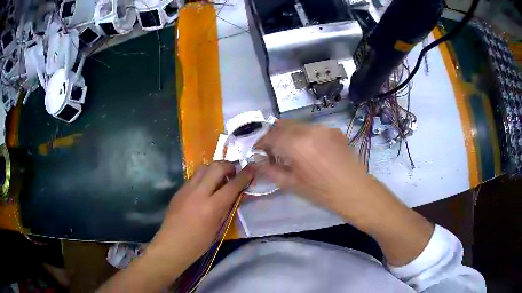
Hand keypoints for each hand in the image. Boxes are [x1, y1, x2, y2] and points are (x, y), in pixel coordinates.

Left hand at [99, 162, 254, 292]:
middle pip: (216, 167)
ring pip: (203, 168)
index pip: (232, 185)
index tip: (252, 168)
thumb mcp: (218, 228)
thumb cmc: (198, 243)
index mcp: (212, 207)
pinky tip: (205, 188)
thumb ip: (227, 208)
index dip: (245, 175)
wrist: (172, 245)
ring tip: (219, 178)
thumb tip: (235, 194)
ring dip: (214, 169)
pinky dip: (204, 177)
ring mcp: (186, 189)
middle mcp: (199, 193)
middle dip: (228, 165)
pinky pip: (194, 177)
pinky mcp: (179, 190)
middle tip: (233, 172)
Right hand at [256, 121, 433, 265]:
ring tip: (289, 151)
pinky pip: (312, 129)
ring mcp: (324, 128)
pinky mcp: (334, 130)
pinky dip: (303, 136)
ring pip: (298, 125)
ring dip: (288, 135)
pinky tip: (307, 150)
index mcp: (296, 143)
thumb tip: (256, 163)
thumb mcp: (293, 184)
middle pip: (282, 125)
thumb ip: (271, 171)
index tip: (257, 152)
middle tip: (271, 151)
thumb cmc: (323, 192)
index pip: (270, 136)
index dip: (260, 143)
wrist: (356, 191)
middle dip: (273, 136)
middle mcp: (309, 129)